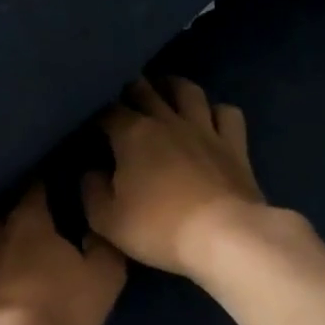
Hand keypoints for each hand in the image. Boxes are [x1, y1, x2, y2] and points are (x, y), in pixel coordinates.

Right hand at [83, 77, 269, 275]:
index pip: (107, 111)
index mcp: (133, 134)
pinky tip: (209, 119)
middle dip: (129, 89)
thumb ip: (91, 190)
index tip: (89, 127)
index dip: (95, 115)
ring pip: (188, 91)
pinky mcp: (235, 144)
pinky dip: (215, 111)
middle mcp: (168, 121)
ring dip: (172, 86)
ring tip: (163, 91)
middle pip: (145, 89)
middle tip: (122, 99)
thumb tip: (91, 171)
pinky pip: (227, 113)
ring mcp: (205, 129)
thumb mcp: (106, 219)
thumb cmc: (158, 228)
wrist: (224, 237)